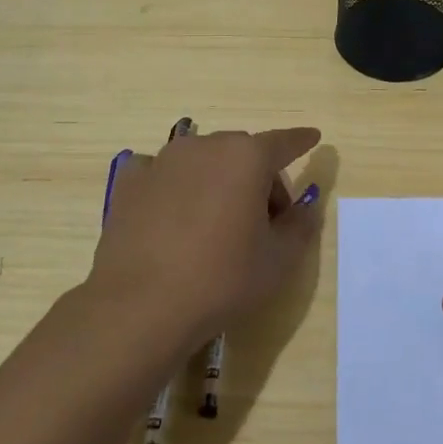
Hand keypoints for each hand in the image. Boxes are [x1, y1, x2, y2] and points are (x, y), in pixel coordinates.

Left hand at [88, 126, 322, 351]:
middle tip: (262, 223)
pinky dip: (174, 186)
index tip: (313, 137)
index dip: (300, 141)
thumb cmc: (221, 280)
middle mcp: (204, 146)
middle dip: (258, 179)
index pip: (283, 142)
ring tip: (213, 225)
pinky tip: (171, 217)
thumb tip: (305, 207)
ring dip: (217, 181)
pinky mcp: (129, 182)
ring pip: (202, 161)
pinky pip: (162, 174)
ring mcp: (162, 161)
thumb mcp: (278, 261)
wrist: (140, 306)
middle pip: (242, 154)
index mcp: (246, 158)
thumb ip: (300, 226)